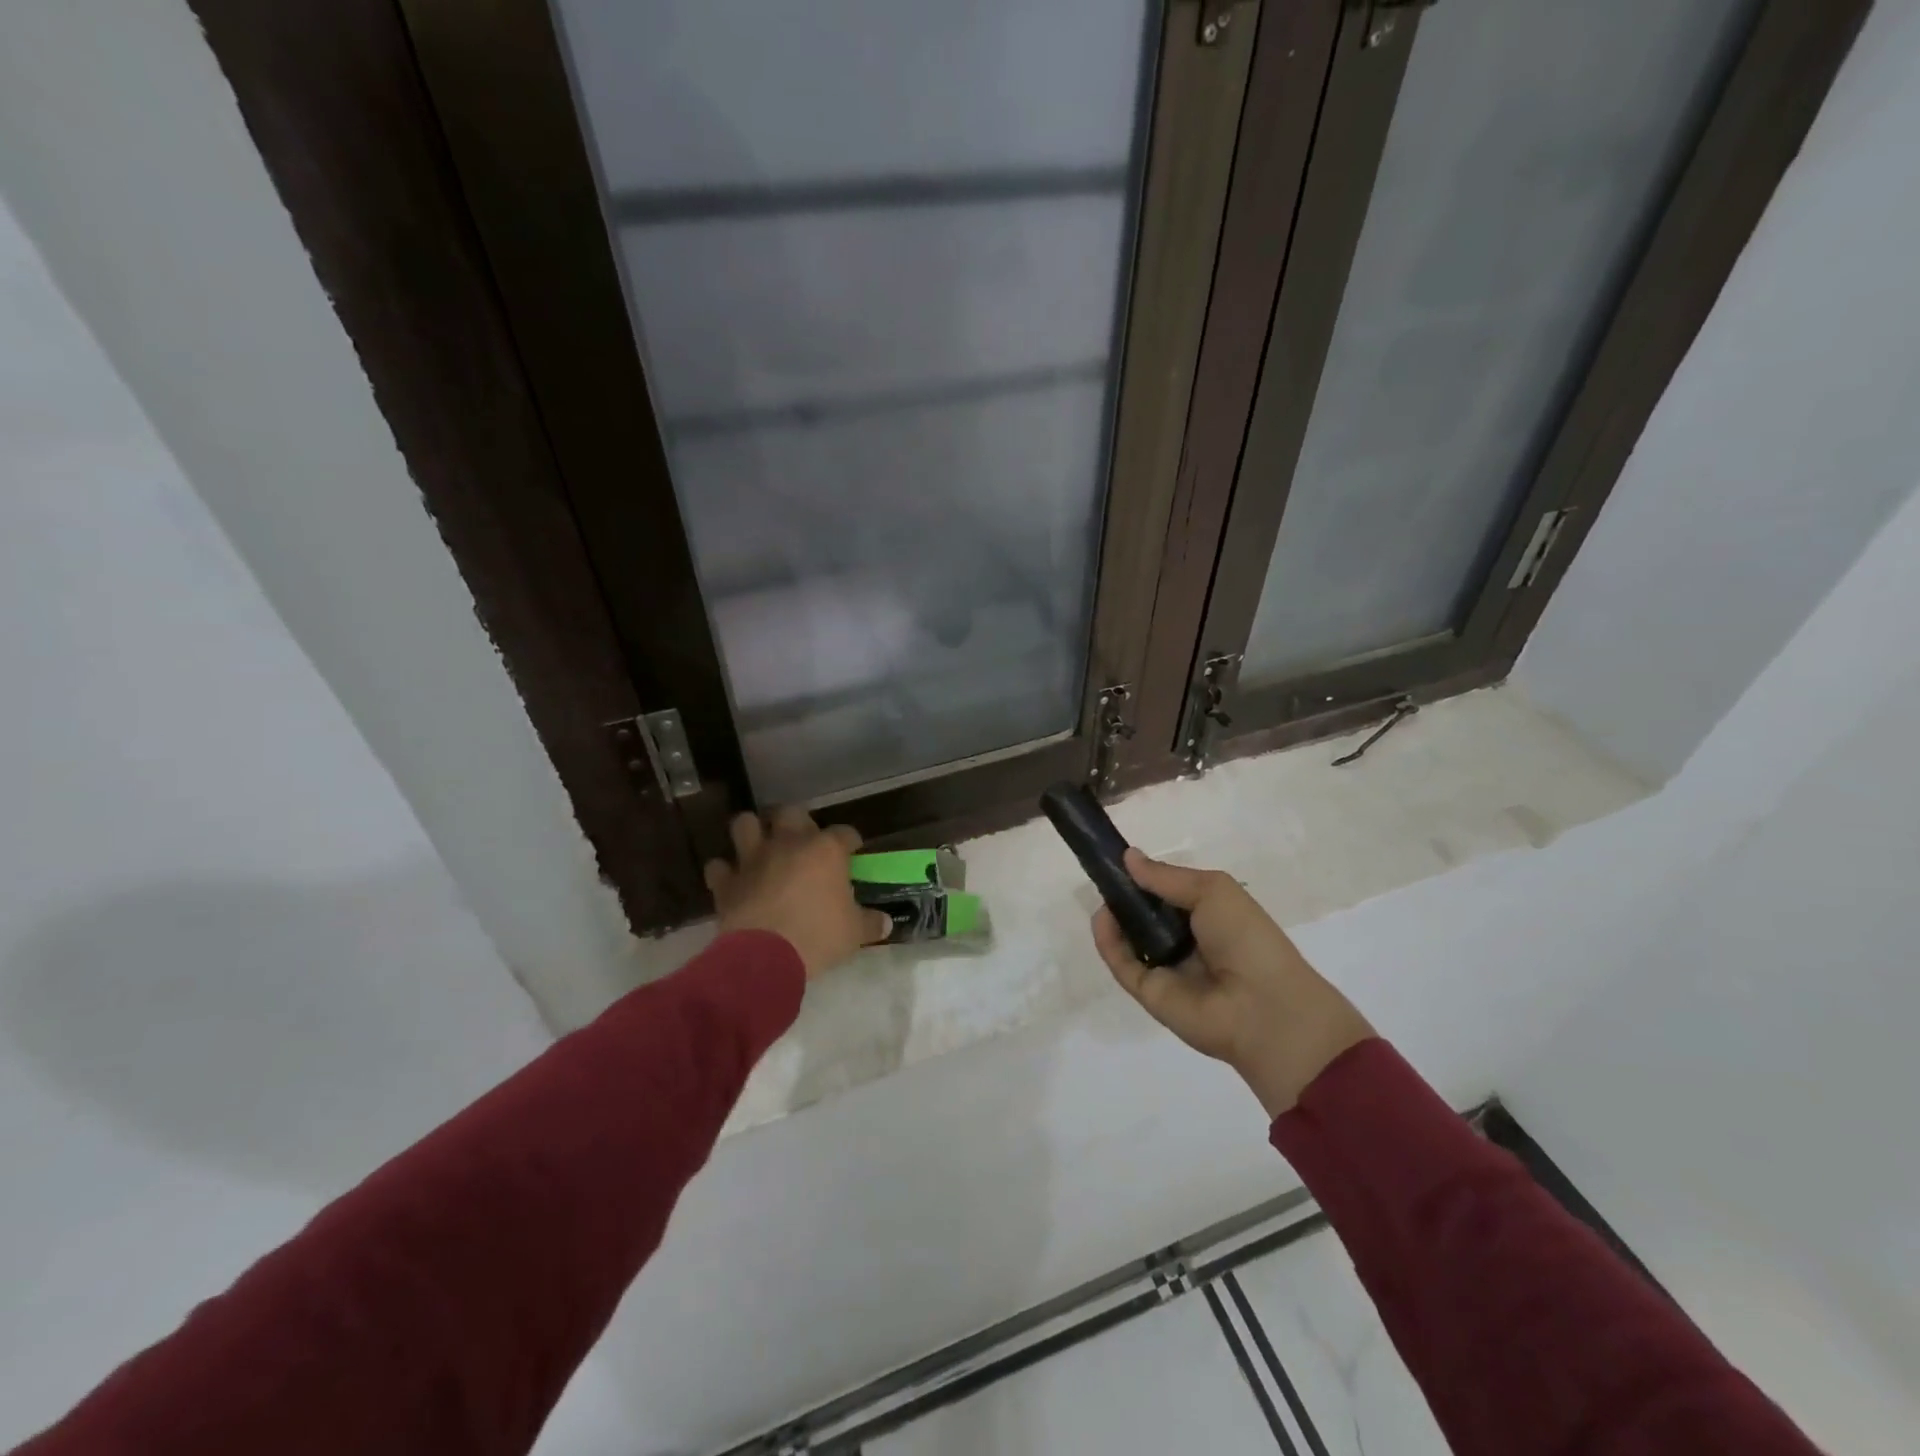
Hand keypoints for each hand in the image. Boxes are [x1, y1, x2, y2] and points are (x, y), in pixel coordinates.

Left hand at [705, 807, 892, 979]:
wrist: (765, 957)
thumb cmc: (818, 937)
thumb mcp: (854, 933)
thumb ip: (870, 923)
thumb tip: (885, 923)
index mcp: (825, 851)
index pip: (844, 833)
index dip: (850, 840)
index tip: (854, 850)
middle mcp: (788, 844)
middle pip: (791, 813)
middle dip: (797, 822)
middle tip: (804, 841)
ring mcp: (753, 859)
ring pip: (745, 824)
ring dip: (752, 831)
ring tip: (760, 846)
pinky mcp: (726, 881)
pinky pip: (718, 866)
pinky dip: (724, 871)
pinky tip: (733, 880)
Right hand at [1092, 850, 1374, 1117]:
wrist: (1263, 1008)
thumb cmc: (1246, 938)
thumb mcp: (1212, 891)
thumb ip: (1166, 876)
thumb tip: (1127, 856)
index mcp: (1209, 917)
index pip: (1170, 894)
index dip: (1147, 877)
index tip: (1120, 858)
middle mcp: (1187, 942)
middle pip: (1146, 915)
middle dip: (1126, 895)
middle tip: (1104, 874)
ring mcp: (1167, 969)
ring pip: (1130, 939)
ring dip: (1114, 916)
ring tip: (1102, 893)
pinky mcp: (1148, 993)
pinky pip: (1122, 964)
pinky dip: (1107, 941)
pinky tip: (1101, 917)